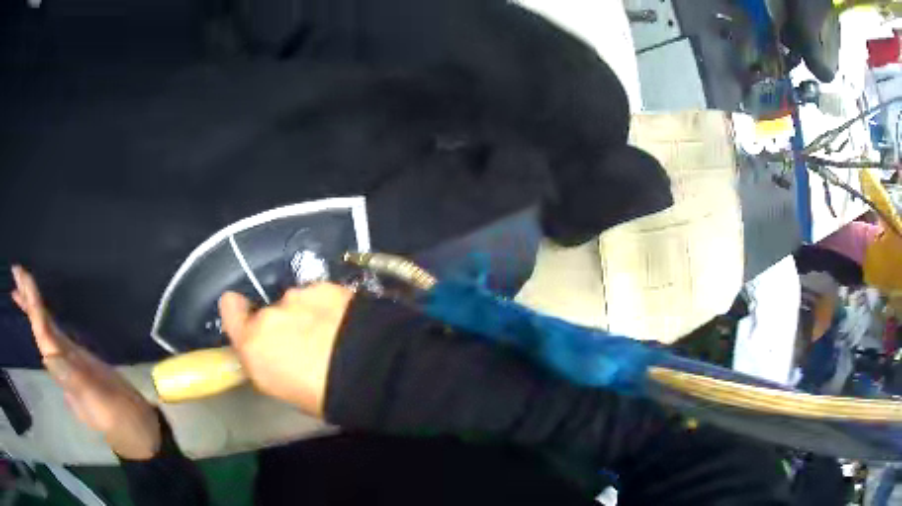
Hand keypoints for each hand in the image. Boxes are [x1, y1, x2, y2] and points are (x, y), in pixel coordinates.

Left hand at [10, 266, 160, 459]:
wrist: (141, 435)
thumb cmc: (124, 421)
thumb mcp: (102, 406)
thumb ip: (77, 384)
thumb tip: (48, 358)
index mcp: (65, 372)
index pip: (43, 334)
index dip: (31, 305)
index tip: (21, 277)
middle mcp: (63, 364)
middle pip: (40, 330)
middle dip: (27, 301)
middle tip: (16, 271)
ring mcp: (72, 364)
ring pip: (46, 331)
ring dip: (33, 308)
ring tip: (23, 287)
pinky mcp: (81, 363)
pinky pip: (58, 337)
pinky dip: (47, 321)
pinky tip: (44, 316)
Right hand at [218, 284, 352, 415]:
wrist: (369, 372)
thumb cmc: (324, 397)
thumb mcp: (287, 391)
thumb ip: (272, 364)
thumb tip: (280, 357)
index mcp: (254, 346)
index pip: (230, 309)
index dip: (237, 310)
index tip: (246, 314)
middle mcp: (270, 317)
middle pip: (270, 313)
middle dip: (285, 325)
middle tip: (309, 343)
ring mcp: (298, 297)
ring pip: (298, 304)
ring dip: (309, 315)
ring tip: (334, 335)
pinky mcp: (326, 287)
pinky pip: (320, 296)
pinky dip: (330, 307)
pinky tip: (348, 323)